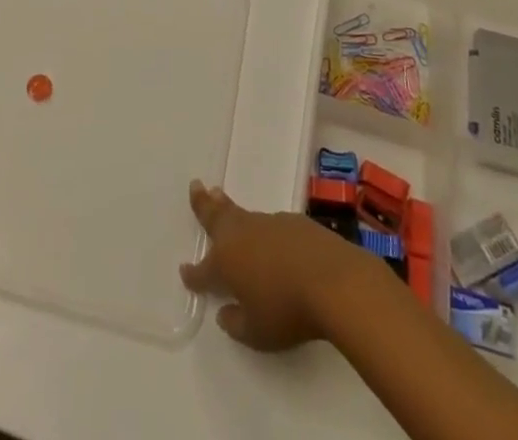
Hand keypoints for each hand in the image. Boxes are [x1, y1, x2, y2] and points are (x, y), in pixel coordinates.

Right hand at [179, 179, 378, 349]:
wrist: (332, 280)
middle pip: (216, 217)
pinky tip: (268, 234)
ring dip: (229, 208)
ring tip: (220, 197)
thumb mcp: (257, 333)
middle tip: (196, 186)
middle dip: (203, 204)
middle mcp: (242, 235)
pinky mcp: (293, 221)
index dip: (193, 274)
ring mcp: (268, 224)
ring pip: (242, 215)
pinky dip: (262, 227)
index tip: (185, 272)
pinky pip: (269, 223)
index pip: (203, 270)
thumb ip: (236, 323)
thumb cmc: (287, 310)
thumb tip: (226, 313)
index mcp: (226, 262)